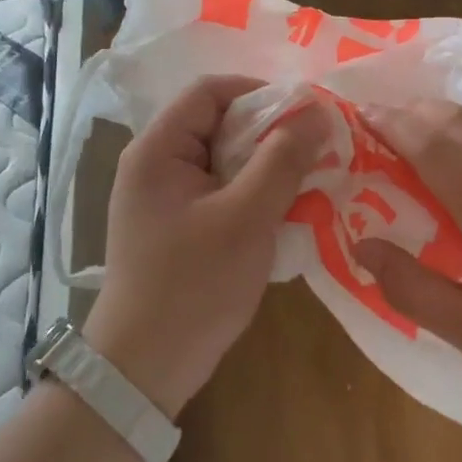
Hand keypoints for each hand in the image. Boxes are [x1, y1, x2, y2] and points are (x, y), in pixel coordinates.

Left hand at [85, 75, 328, 418]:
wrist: (144, 370)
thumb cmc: (193, 285)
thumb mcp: (247, 217)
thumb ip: (282, 160)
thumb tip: (317, 112)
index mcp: (158, 149)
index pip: (210, 91)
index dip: (260, 92)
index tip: (305, 115)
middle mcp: (155, 163)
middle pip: (218, 122)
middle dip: (269, 131)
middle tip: (315, 149)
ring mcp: (164, 196)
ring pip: (224, 157)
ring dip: (266, 164)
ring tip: (308, 179)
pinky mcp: (177, 224)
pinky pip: (221, 188)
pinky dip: (253, 191)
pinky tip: (284, 209)